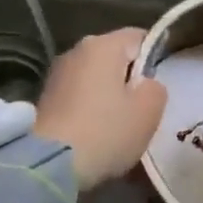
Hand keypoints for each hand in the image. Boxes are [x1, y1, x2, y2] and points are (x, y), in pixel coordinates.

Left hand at [33, 28, 166, 187]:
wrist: (48, 166)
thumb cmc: (106, 131)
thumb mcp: (149, 110)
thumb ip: (156, 88)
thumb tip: (145, 84)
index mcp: (104, 44)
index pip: (140, 37)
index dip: (154, 58)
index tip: (158, 86)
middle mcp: (77, 50)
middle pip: (115, 57)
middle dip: (129, 78)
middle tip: (141, 109)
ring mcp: (57, 74)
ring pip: (95, 77)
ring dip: (108, 95)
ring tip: (117, 124)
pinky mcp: (44, 99)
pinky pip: (78, 95)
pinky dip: (89, 108)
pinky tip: (95, 132)